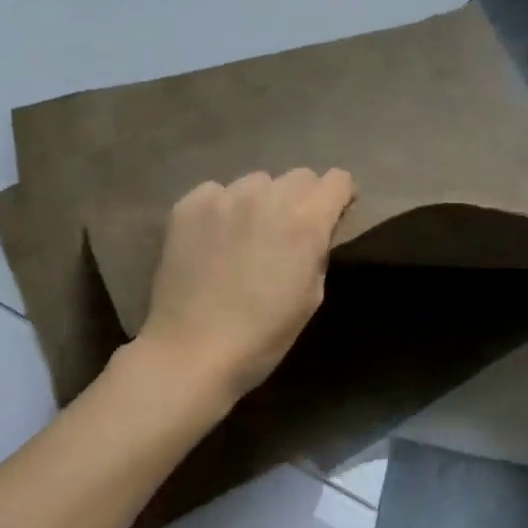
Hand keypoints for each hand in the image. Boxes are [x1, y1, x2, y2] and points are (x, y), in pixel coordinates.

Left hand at [139, 168, 356, 399]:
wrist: (192, 351)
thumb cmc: (263, 336)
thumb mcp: (311, 296)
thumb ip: (318, 250)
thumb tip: (315, 230)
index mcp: (305, 220)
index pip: (338, 180)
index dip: (339, 198)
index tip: (332, 217)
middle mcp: (266, 196)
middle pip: (298, 176)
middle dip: (302, 199)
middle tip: (287, 232)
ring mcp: (223, 197)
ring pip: (256, 182)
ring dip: (261, 202)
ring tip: (246, 236)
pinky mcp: (187, 206)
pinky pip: (216, 192)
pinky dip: (222, 209)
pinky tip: (213, 241)